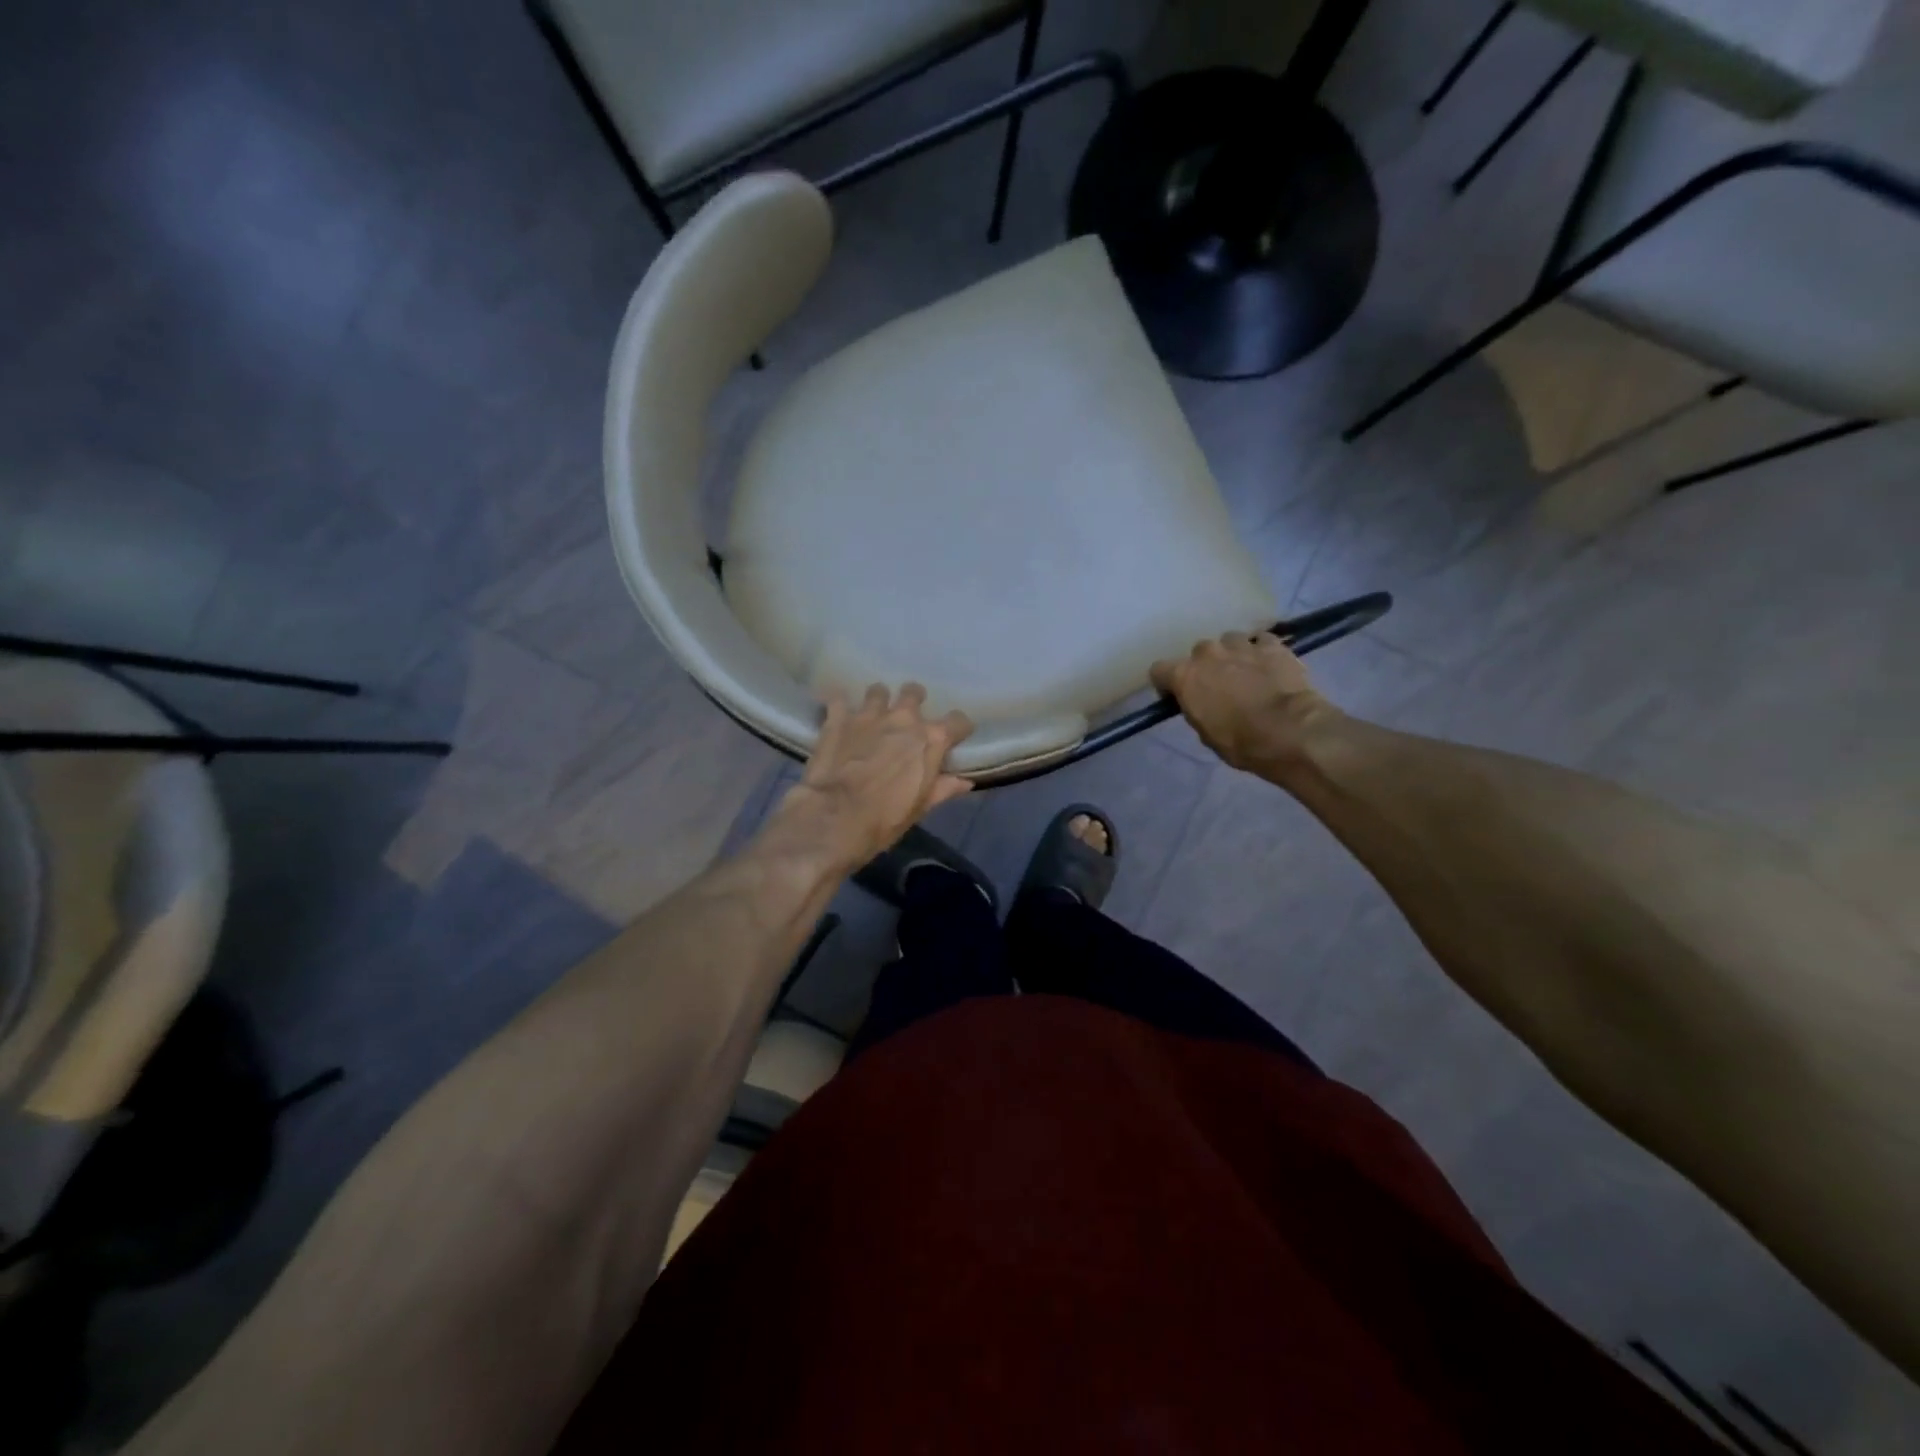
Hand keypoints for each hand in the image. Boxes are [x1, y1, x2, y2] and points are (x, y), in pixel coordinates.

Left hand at [771, 684, 972, 872]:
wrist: (836, 816)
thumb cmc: (886, 818)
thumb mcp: (921, 806)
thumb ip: (944, 788)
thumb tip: (965, 782)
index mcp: (931, 739)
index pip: (958, 721)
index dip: (957, 728)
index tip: (953, 737)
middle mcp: (904, 718)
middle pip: (914, 692)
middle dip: (913, 700)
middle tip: (907, 718)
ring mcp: (869, 714)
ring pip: (878, 691)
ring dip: (877, 701)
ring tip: (872, 715)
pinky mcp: (838, 718)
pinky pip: (839, 700)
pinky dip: (839, 706)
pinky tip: (837, 715)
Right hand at [1149, 632, 1338, 774]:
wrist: (1289, 730)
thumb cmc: (1240, 741)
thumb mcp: (1205, 733)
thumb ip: (1197, 709)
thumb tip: (1201, 703)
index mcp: (1184, 675)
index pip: (1159, 670)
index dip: (1167, 683)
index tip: (1179, 697)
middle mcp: (1208, 653)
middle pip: (1199, 652)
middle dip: (1206, 666)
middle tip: (1219, 685)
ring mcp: (1241, 645)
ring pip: (1230, 641)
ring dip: (1234, 654)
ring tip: (1247, 672)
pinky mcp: (1272, 645)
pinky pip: (1262, 641)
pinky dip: (1263, 651)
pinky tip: (1270, 665)